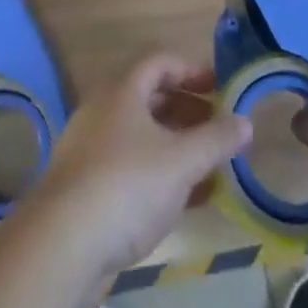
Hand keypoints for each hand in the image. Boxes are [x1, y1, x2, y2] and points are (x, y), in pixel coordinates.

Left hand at [18, 53, 251, 284]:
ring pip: (141, 137)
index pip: (160, 62)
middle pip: (151, 99)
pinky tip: (184, 202)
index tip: (220, 87)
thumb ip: (216, 140)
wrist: (62, 245)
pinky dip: (159, 175)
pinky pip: (130, 169)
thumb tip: (246, 121)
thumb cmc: (127, 186)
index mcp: (122, 91)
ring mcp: (91, 150)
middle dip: (188, 111)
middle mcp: (103, 111)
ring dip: (176, 147)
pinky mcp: (86, 188)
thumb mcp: (181, 161)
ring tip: (209, 168)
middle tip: (219, 129)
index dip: (192, 70)